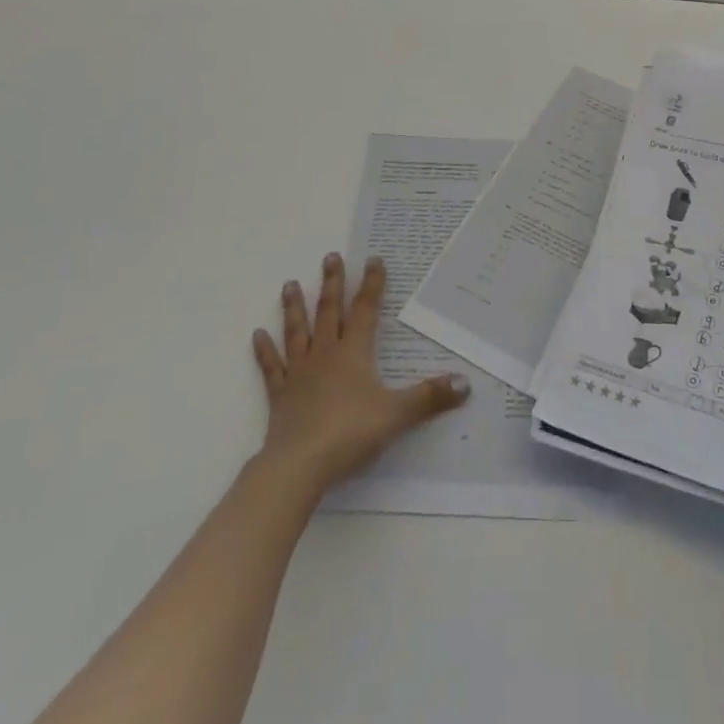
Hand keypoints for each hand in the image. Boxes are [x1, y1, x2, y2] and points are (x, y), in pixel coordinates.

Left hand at [251, 253, 469, 497]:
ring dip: (295, 308)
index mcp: (353, 353)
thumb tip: (465, 382)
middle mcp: (325, 355)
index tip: (373, 259)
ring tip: (290, 284)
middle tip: (330, 257)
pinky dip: (265, 351)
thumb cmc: (349, 433)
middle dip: (332, 284)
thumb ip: (429, 397)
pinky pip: (273, 367)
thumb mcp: (397, 414)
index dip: (372, 284)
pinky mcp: (281, 396)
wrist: (298, 466)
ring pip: (298, 332)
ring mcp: (300, 374)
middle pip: (329, 312)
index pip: (365, 310)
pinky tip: (258, 336)